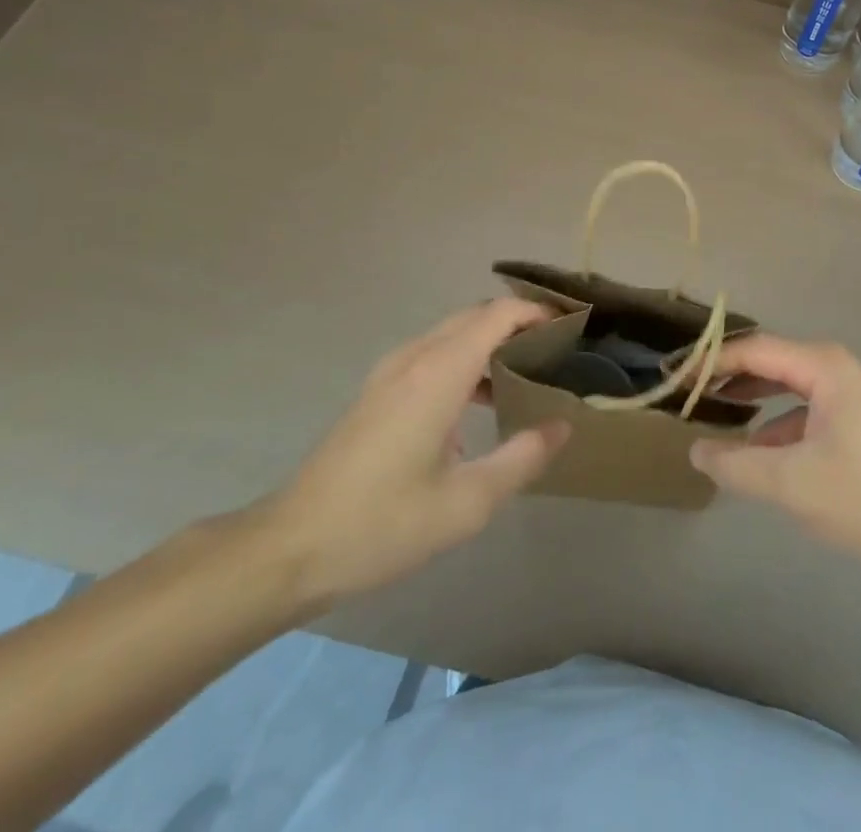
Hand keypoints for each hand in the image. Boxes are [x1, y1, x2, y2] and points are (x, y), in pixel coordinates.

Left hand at [252, 300, 569, 615]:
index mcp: (438, 374)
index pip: (497, 315)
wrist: (289, 548)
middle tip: (557, 350)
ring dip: (491, 340)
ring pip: (452, 333)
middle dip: (518, 322)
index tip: (571, 328)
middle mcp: (414, 359)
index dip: (536, 312)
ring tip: (527, 372)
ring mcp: (389, 373)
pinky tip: (478, 401)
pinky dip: (465, 358)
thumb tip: (561, 425)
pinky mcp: (377, 392)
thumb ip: (521, 458)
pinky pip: (432, 353)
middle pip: (475, 316)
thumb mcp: (466, 503)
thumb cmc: (381, 525)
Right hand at [691, 336, 860, 577]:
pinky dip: (774, 421)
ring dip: (750, 398)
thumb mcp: (791, 484)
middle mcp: (835, 367)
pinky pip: (803, 407)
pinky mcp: (856, 419)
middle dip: (727, 376)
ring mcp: (849, 392)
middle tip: (686, 394)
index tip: (674, 378)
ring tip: (712, 415)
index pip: (752, 350)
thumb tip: (694, 448)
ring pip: (786, 384)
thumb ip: (735, 464)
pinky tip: (756, 450)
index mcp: (822, 365)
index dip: (710, 362)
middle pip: (768, 361)